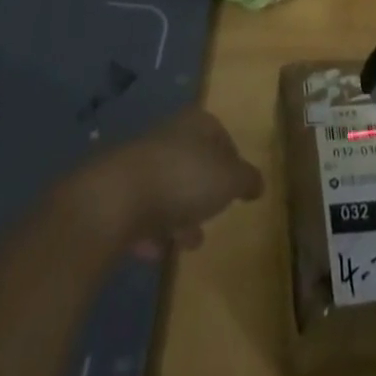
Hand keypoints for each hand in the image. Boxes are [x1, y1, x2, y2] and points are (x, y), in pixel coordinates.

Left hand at [67, 108, 262, 261]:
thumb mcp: (229, 179)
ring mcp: (140, 164)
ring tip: (187, 242)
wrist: (117, 198)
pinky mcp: (117, 193)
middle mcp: (168, 136)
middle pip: (192, 161)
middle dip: (203, 190)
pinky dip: (151, 230)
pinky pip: (142, 211)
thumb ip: (246, 179)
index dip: (231, 159)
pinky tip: (156, 251)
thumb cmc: (183, 179)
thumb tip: (258, 182)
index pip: (219, 134)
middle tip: (213, 216)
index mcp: (195, 124)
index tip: (237, 186)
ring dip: (178, 214)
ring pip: (167, 187)